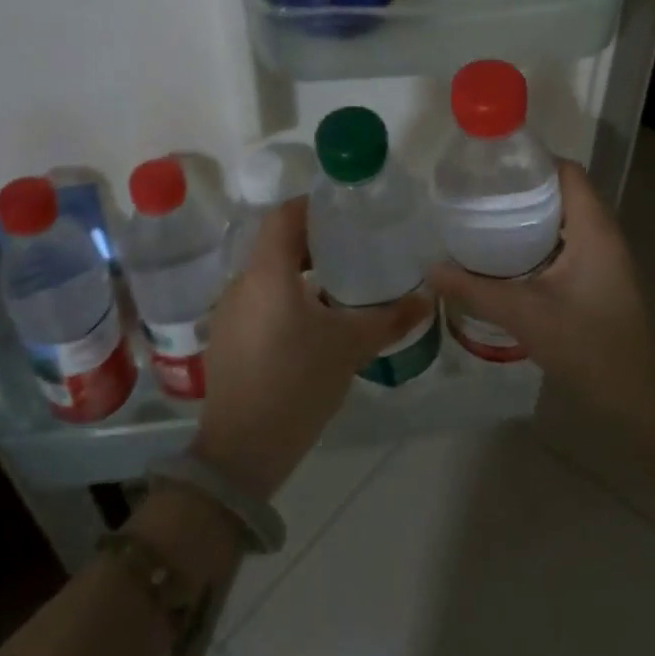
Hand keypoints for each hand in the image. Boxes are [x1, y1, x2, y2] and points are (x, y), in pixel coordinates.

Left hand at [194, 196, 430, 497]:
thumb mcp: (350, 347)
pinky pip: (257, 299)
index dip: (313, 206)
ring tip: (337, 281)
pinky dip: (284, 295)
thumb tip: (428, 299)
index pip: (284, 216)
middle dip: (313, 240)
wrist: (243, 449)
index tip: (345, 211)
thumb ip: (390, 319)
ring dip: (298, 270)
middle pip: (275, 243)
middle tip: (352, 245)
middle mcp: (242, 284)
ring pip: (266, 273)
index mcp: (267, 273)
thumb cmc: (297, 383)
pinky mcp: (226, 337)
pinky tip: (311, 319)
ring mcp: (229, 312)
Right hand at [429, 161, 654, 423]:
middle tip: (479, 192)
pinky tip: (508, 255)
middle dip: (523, 187)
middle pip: (564, 191)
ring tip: (486, 217)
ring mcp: (606, 258)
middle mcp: (604, 234)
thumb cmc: (587, 346)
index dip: (532, 160)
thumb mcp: (524, 314)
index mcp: (594, 229)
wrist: (636, 398)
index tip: (491, 165)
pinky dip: (541, 238)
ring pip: (566, 218)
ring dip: (532, 214)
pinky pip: (569, 242)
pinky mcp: (601, 278)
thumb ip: (474, 289)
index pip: (567, 171)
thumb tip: (429, 268)